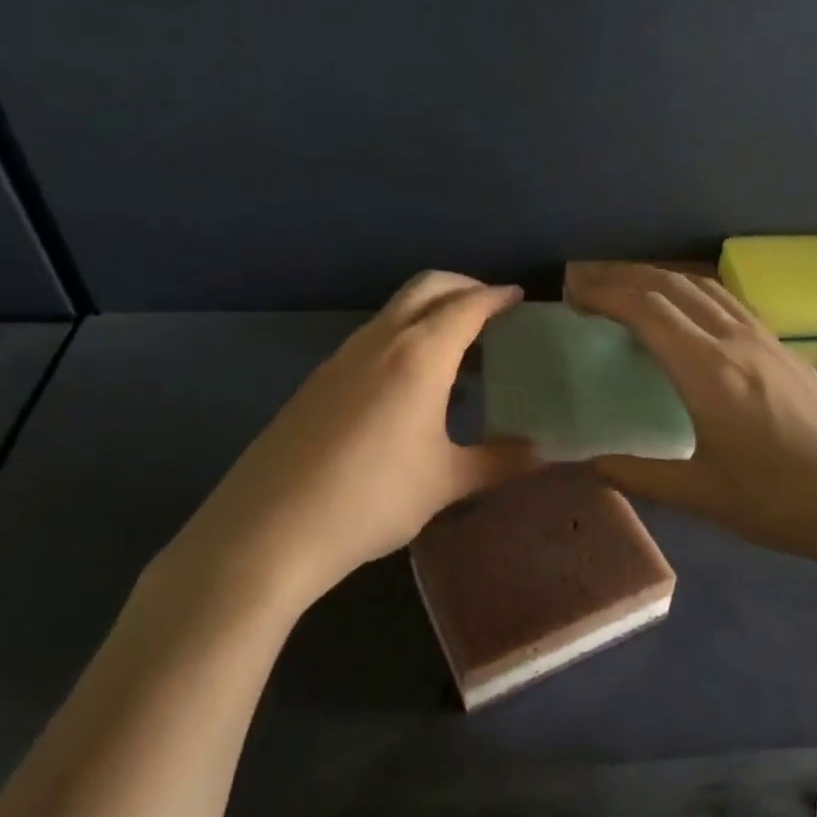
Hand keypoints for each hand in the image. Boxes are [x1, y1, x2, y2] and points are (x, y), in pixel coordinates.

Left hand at [161, 272, 539, 612]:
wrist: (269, 530)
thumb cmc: (372, 499)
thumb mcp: (445, 482)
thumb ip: (501, 460)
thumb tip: (548, 452)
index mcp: (419, 355)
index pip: (467, 305)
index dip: (497, 297)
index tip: (520, 299)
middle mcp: (380, 341)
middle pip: (427, 287)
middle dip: (464, 287)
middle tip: (493, 311)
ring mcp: (342, 357)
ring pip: (396, 311)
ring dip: (432, 313)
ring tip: (460, 351)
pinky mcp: (319, 379)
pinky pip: (373, 338)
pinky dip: (405, 338)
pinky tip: (413, 386)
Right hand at [571, 266, 816, 570]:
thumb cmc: (786, 502)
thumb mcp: (705, 496)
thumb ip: (641, 476)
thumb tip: (592, 463)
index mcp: (709, 371)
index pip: (646, 309)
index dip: (604, 294)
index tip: (572, 295)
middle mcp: (736, 341)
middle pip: (672, 286)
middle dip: (624, 277)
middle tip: (588, 287)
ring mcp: (767, 341)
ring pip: (704, 288)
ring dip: (661, 279)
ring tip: (630, 292)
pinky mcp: (787, 350)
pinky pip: (729, 303)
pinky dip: (694, 294)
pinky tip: (690, 317)